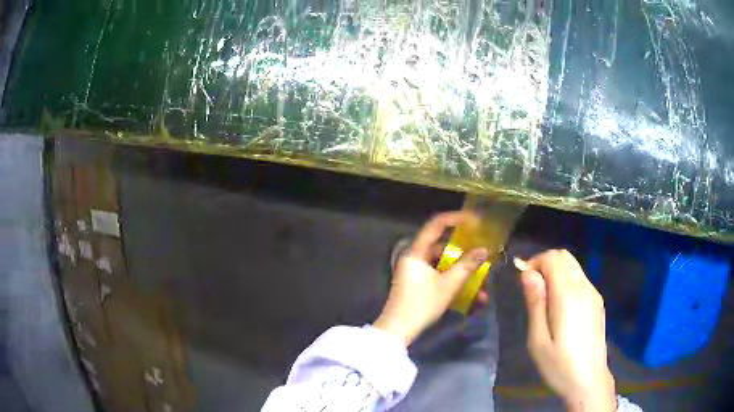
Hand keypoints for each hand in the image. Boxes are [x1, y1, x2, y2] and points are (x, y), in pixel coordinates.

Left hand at [374, 212, 488, 346]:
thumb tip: (484, 250)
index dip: (456, 219)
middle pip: (442, 247)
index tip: (475, 220)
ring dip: (462, 272)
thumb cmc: (422, 304)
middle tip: (482, 253)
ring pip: (443, 264)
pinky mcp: (418, 284)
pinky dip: (453, 281)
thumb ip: (467, 266)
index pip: (436, 225)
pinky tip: (470, 295)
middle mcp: (415, 258)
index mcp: (417, 252)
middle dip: (464, 253)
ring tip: (481, 283)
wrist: (398, 330)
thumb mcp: (448, 285)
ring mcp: (416, 272)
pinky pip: (439, 276)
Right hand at [518, 250, 615, 411]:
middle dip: (545, 263)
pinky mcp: (598, 302)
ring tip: (545, 301)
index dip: (535, 262)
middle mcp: (584, 287)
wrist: (589, 380)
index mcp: (568, 295)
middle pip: (565, 256)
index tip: (524, 283)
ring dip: (556, 272)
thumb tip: (527, 273)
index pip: (553, 258)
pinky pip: (580, 279)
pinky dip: (566, 281)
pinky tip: (560, 308)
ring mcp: (594, 294)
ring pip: (574, 266)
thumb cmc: (559, 365)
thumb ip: (535, 303)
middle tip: (532, 290)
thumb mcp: (538, 340)